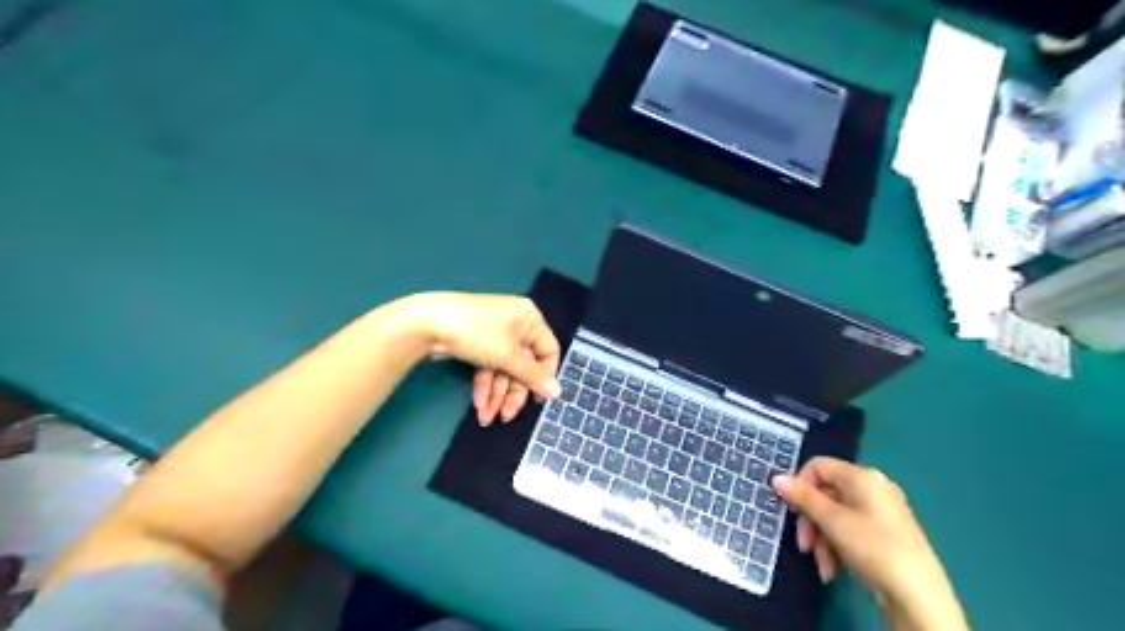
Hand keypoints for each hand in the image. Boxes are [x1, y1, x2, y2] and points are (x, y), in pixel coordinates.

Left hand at [402, 294, 562, 425]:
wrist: (427, 323)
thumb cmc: (477, 333)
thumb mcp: (508, 356)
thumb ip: (533, 376)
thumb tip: (558, 392)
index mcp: (530, 318)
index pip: (548, 351)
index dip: (544, 376)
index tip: (537, 399)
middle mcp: (516, 324)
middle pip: (524, 365)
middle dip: (513, 392)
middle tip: (506, 416)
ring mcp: (495, 334)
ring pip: (504, 369)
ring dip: (497, 394)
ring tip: (486, 416)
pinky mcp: (478, 343)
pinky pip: (489, 366)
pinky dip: (484, 385)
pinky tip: (478, 403)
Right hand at [775, 458, 966, 630]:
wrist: (919, 598)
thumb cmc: (873, 548)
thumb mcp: (832, 521)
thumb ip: (803, 497)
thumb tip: (777, 478)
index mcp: (863, 477)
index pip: (818, 466)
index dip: (800, 485)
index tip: (792, 510)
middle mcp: (873, 488)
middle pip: (825, 493)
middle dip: (811, 520)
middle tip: (804, 544)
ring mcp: (880, 512)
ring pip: (835, 516)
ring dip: (822, 539)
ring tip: (822, 565)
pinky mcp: (885, 534)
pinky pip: (850, 530)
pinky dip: (838, 547)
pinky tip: (834, 570)